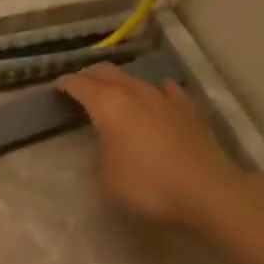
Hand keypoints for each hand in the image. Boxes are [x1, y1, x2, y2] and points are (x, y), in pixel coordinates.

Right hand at [56, 63, 240, 230]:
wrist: (206, 191)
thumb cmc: (148, 185)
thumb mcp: (107, 180)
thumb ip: (99, 160)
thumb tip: (105, 154)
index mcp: (108, 105)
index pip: (80, 85)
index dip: (66, 84)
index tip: (57, 87)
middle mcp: (134, 93)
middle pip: (107, 72)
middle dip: (90, 75)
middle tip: (80, 84)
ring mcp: (165, 99)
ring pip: (136, 80)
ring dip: (121, 82)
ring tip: (113, 91)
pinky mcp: (189, 111)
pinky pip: (168, 91)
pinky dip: (156, 90)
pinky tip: (158, 92)